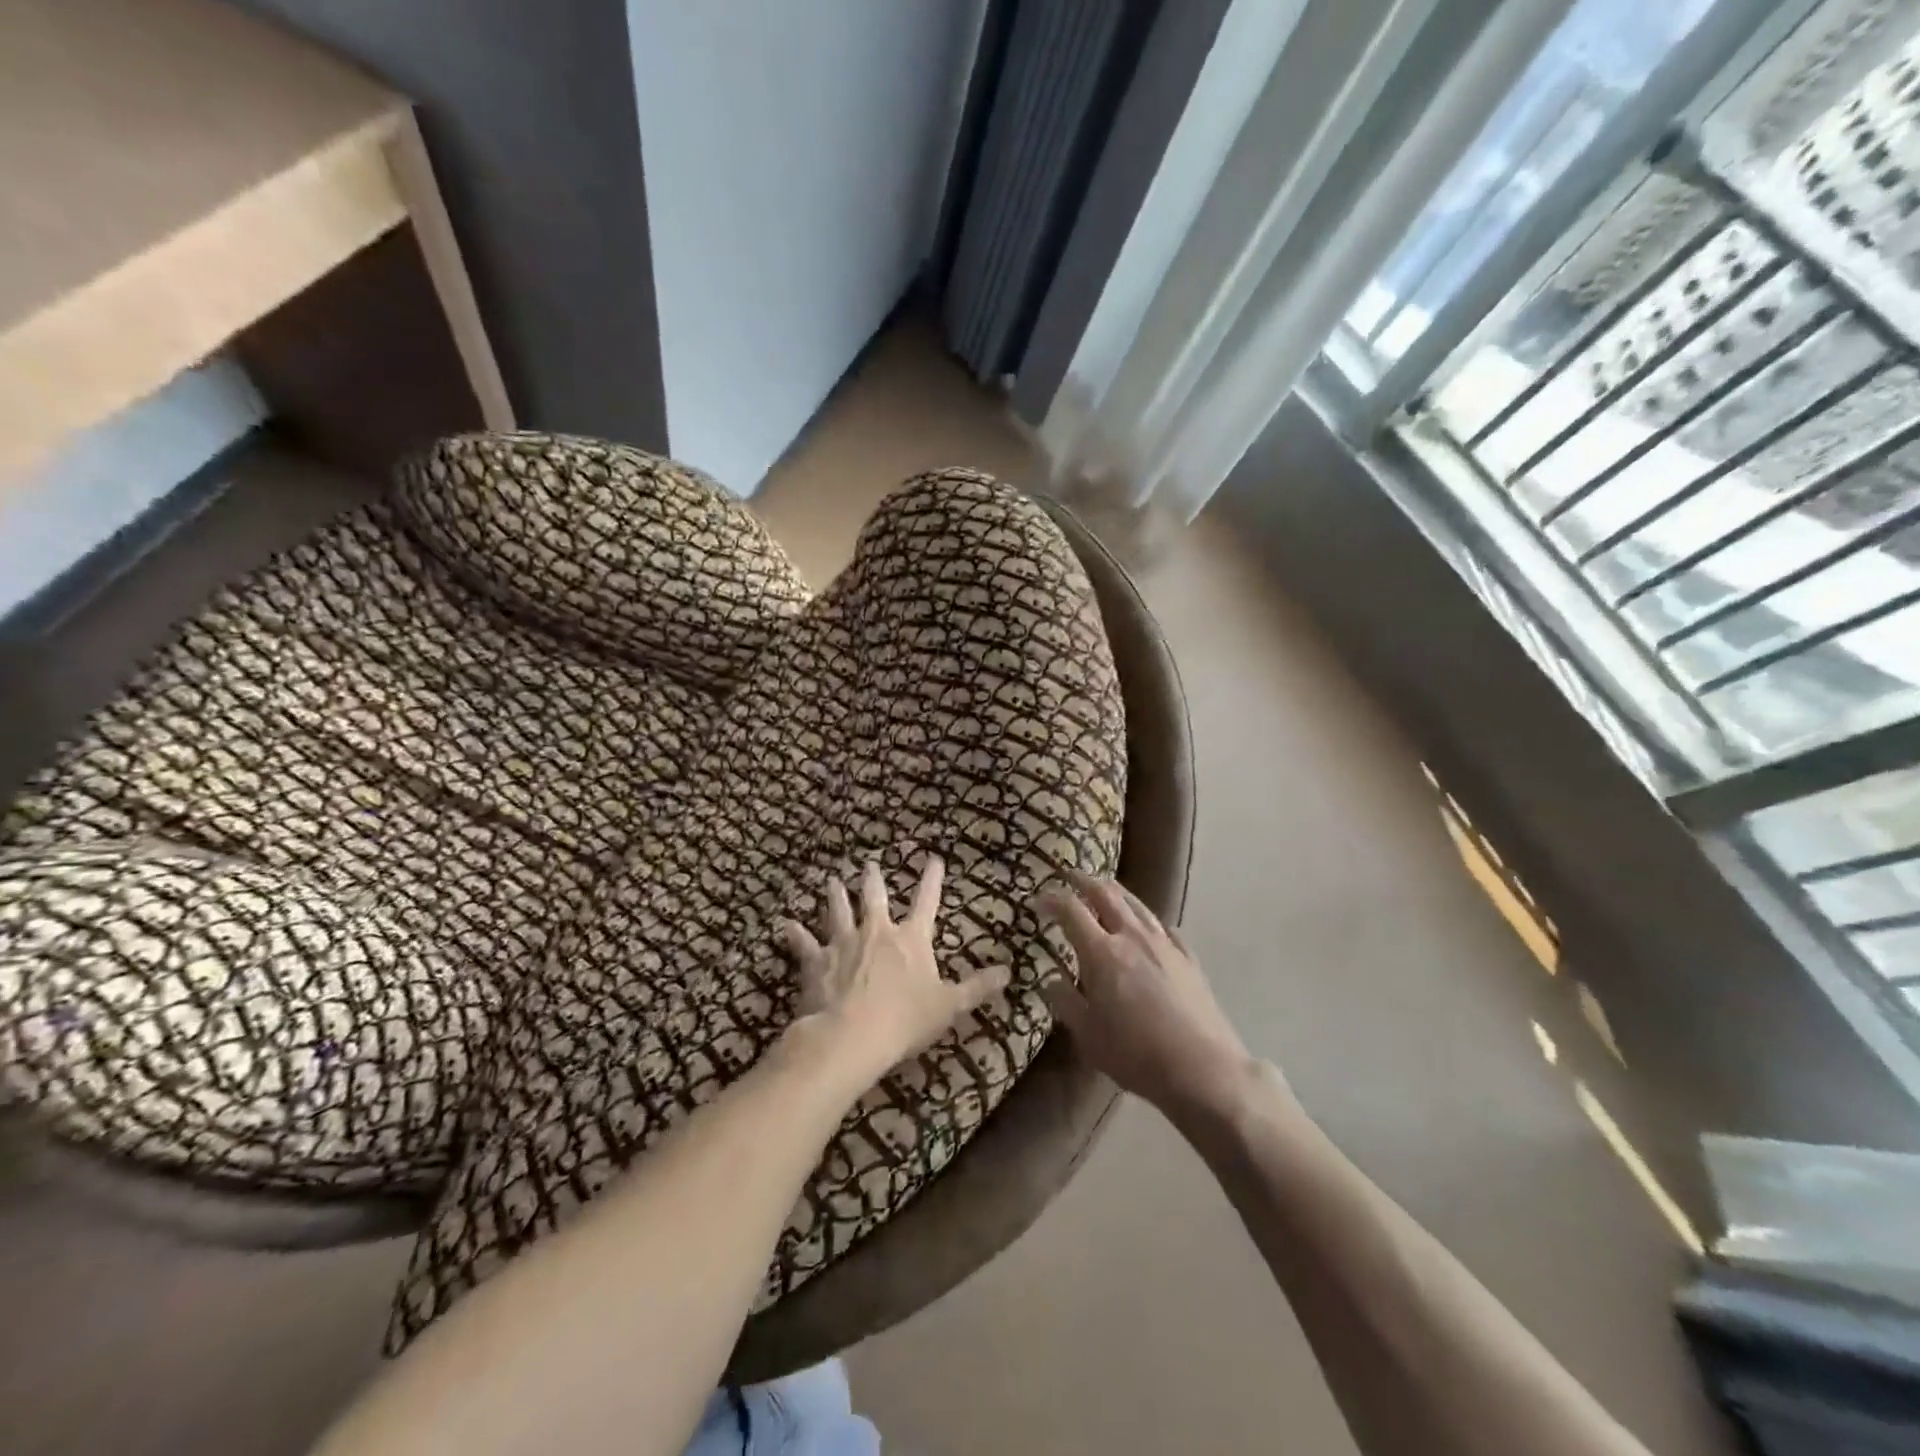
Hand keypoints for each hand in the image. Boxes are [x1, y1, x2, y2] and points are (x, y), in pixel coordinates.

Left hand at [779, 857, 1009, 1091]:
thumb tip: (1009, 971)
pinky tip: (785, 923)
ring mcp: (843, 942)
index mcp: (911, 939)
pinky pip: (803, 942)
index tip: (934, 859)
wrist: (851, 1036)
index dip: (932, 880)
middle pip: (876, 898)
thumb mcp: (949, 1006)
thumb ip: (977, 987)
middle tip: (869, 864)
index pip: (927, 902)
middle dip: (874, 879)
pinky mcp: (816, 960)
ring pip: (839, 910)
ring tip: (831, 880)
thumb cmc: (905, 1020)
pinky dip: (795, 933)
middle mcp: (877, 931)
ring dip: (835, 895)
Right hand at [1039, 871, 1265, 1118]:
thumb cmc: (1135, 1054)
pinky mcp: (1189, 960)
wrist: (1202, 1068)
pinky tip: (1150, 927)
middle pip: (1107, 895)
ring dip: (1117, 892)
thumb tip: (1049, 981)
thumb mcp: (1088, 1035)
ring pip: (1138, 905)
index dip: (1052, 899)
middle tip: (1070, 875)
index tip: (1037, 899)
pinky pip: (1166, 929)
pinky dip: (1150, 921)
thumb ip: (1066, 1003)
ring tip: (1106, 889)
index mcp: (1102, 952)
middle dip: (1085, 880)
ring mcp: (1165, 945)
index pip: (1071, 911)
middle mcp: (1133, 937)